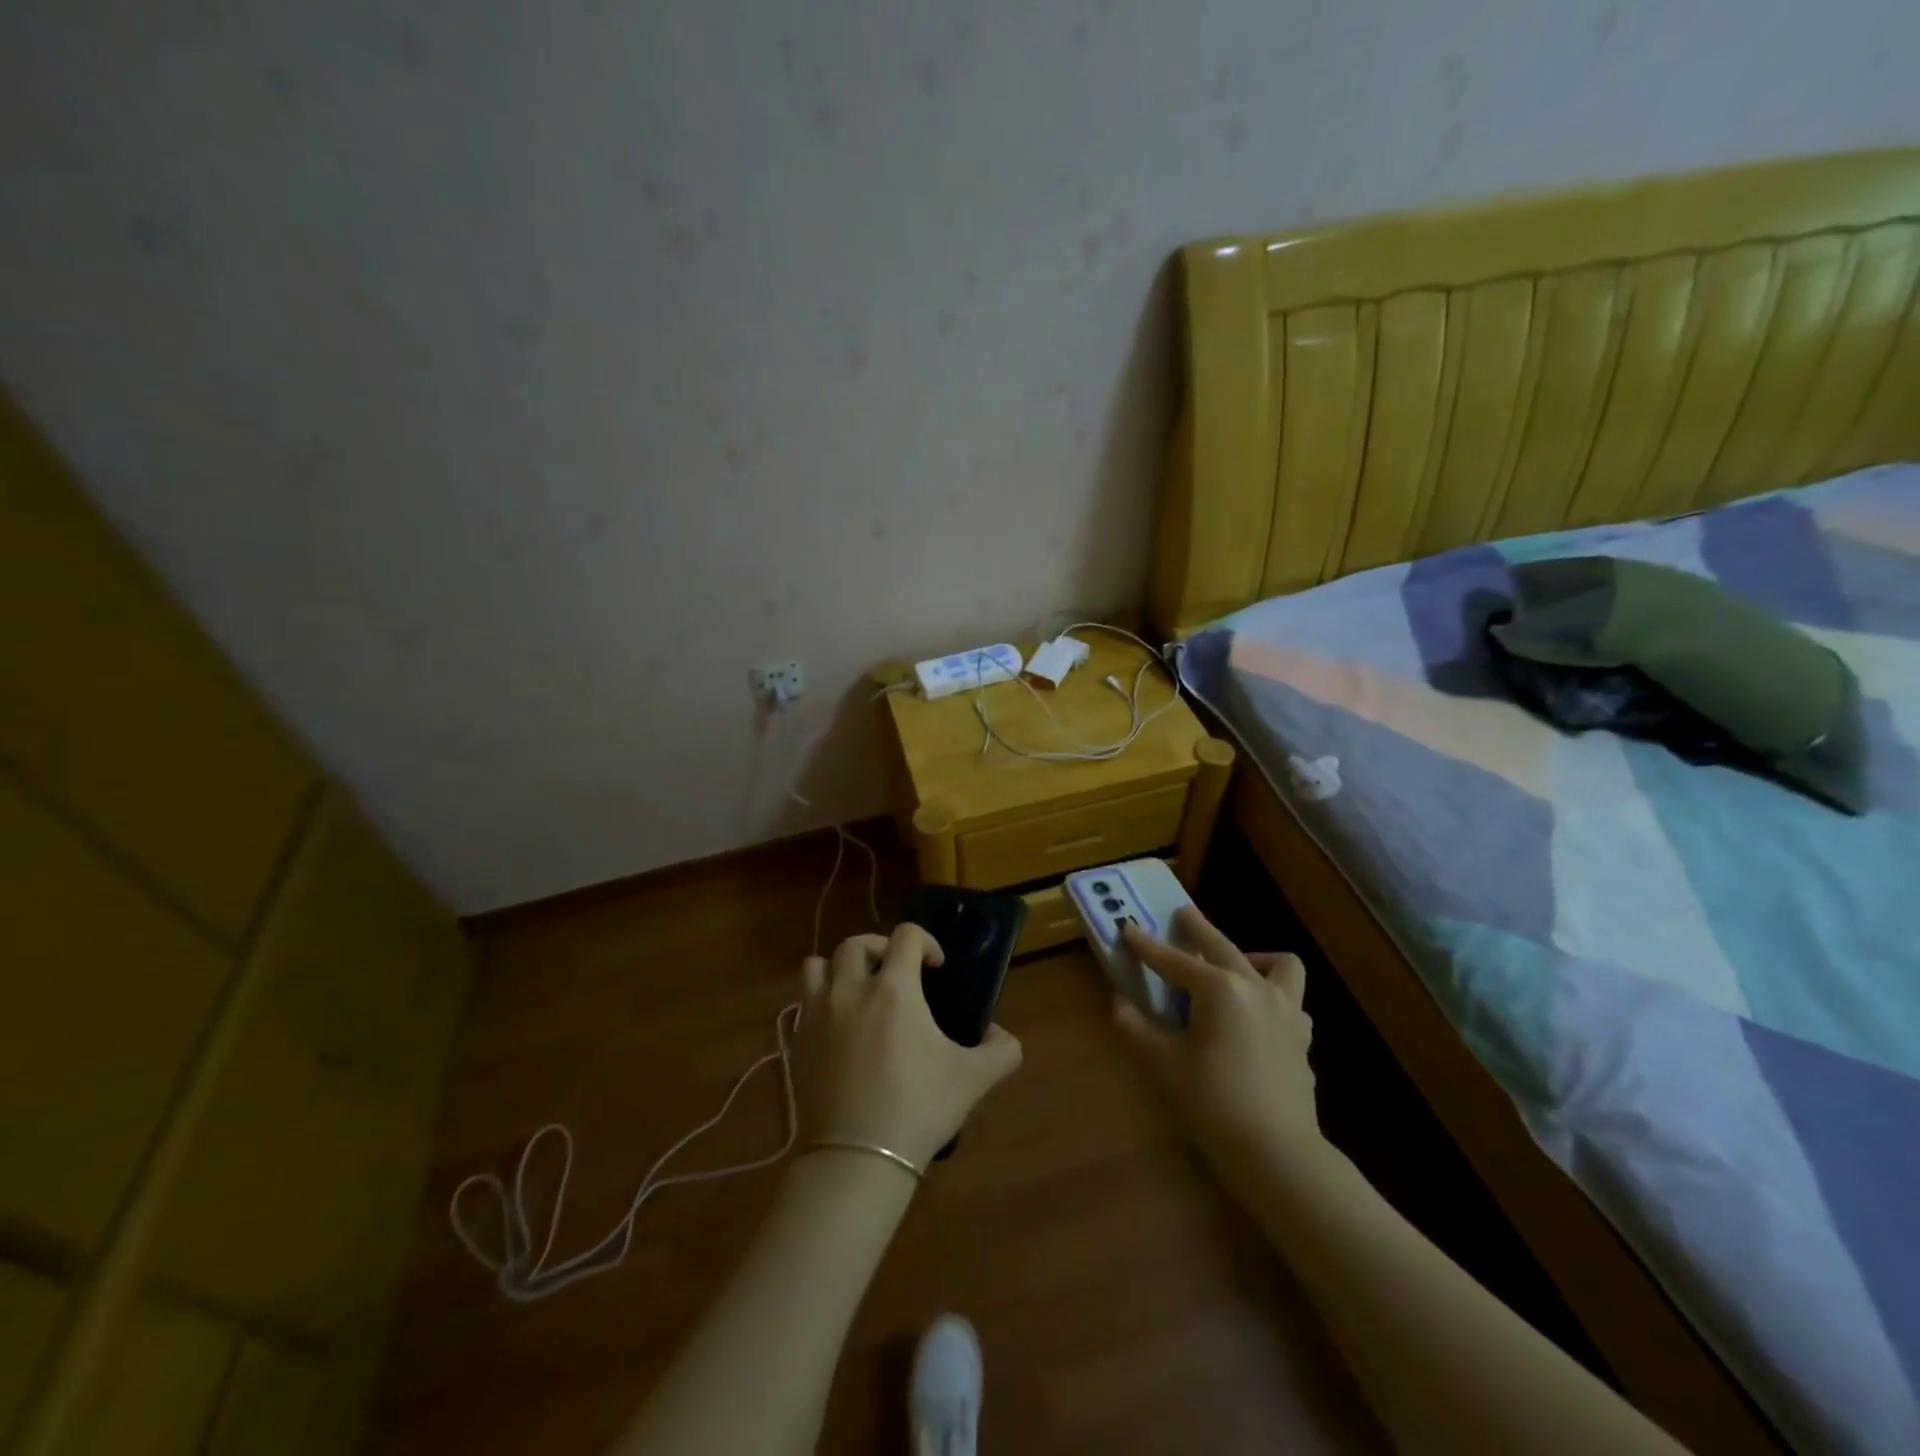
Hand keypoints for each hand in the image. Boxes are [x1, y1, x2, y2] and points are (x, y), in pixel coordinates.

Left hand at [797, 924, 1023, 1169]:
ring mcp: (818, 1012)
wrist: (857, 1157)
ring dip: (841, 968)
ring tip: (859, 991)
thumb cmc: (917, 1108)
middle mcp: (851, 989)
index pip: (906, 935)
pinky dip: (820, 999)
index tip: (936, 968)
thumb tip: (1001, 1034)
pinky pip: (803, 999)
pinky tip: (839, 1025)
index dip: (925, 941)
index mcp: (894, 988)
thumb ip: (1001, 1050)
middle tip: (897, 975)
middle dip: (880, 949)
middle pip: (857, 943)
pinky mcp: (797, 1039)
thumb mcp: (973, 1079)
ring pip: (819, 964)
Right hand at [1116, 908, 1320, 1170]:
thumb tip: (1121, 1004)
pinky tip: (1257, 1016)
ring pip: (1280, 965)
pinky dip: (1273, 998)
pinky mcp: (1301, 1039)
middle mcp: (1256, 988)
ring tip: (1234, 967)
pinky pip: (1291, 1003)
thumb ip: (1137, 1028)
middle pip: (1223, 946)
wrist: (1277, 1153)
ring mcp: (1286, 1012)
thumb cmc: (1213, 1102)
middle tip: (1182, 915)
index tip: (1128, 929)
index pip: (1173, 960)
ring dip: (1254, 958)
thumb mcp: (1163, 1064)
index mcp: (1219, 989)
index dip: (1147, 946)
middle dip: (1198, 929)